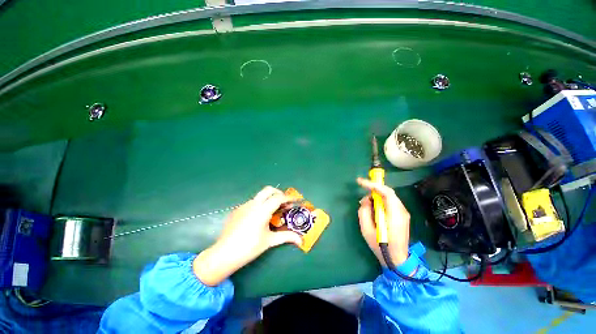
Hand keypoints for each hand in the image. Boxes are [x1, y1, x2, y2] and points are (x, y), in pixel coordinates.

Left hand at [193, 186, 301, 285]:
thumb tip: (301, 241)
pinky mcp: (237, 210)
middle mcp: (253, 204)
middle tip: (284, 203)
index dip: (289, 198)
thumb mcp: (270, 241)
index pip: (278, 198)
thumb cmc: (249, 247)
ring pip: (259, 196)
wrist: (224, 254)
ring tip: (273, 212)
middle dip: (278, 193)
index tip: (295, 201)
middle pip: (268, 190)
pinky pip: (251, 203)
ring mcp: (244, 206)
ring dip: (268, 199)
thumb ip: (286, 237)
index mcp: (262, 210)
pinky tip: (258, 218)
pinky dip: (259, 205)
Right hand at [356, 177, 410, 266]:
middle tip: (362, 193)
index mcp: (395, 214)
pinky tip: (373, 209)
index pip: (386, 193)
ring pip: (388, 197)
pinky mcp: (401, 216)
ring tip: (366, 204)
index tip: (360, 182)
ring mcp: (403, 213)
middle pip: (388, 192)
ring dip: (376, 196)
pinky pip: (390, 203)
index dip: (373, 185)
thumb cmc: (381, 245)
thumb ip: (364, 211)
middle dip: (373, 189)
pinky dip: (380, 201)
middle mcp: (402, 211)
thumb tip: (366, 201)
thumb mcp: (367, 229)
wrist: (397, 260)